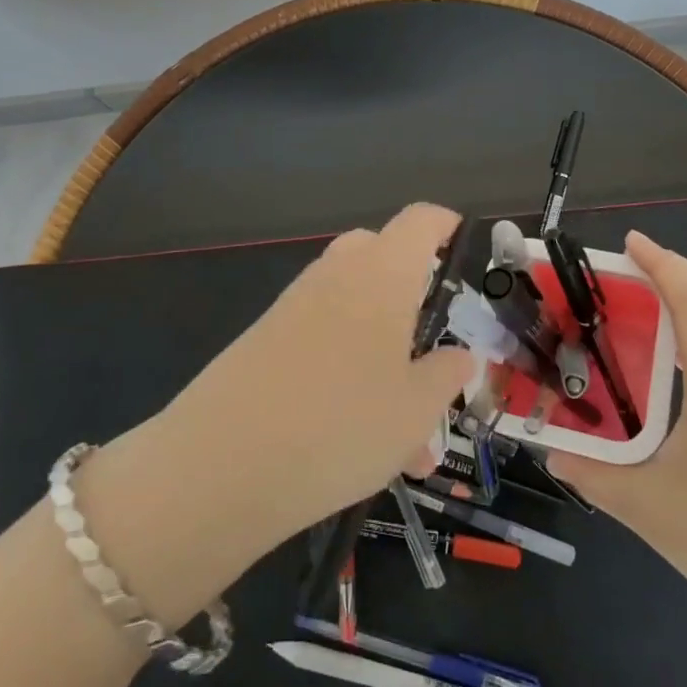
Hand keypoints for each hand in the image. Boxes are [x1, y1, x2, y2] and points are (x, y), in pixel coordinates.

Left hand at [157, 203, 476, 549]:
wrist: (221, 465)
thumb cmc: (341, 425)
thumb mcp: (415, 410)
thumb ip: (445, 376)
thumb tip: (459, 356)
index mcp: (382, 274)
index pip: (420, 221)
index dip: (446, 225)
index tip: (465, 249)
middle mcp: (335, 276)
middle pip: (378, 253)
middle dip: (410, 286)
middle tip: (430, 338)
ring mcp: (294, 306)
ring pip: (351, 304)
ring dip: (382, 348)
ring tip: (406, 436)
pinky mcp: (264, 340)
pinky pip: (320, 337)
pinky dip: (347, 370)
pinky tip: (358, 440)